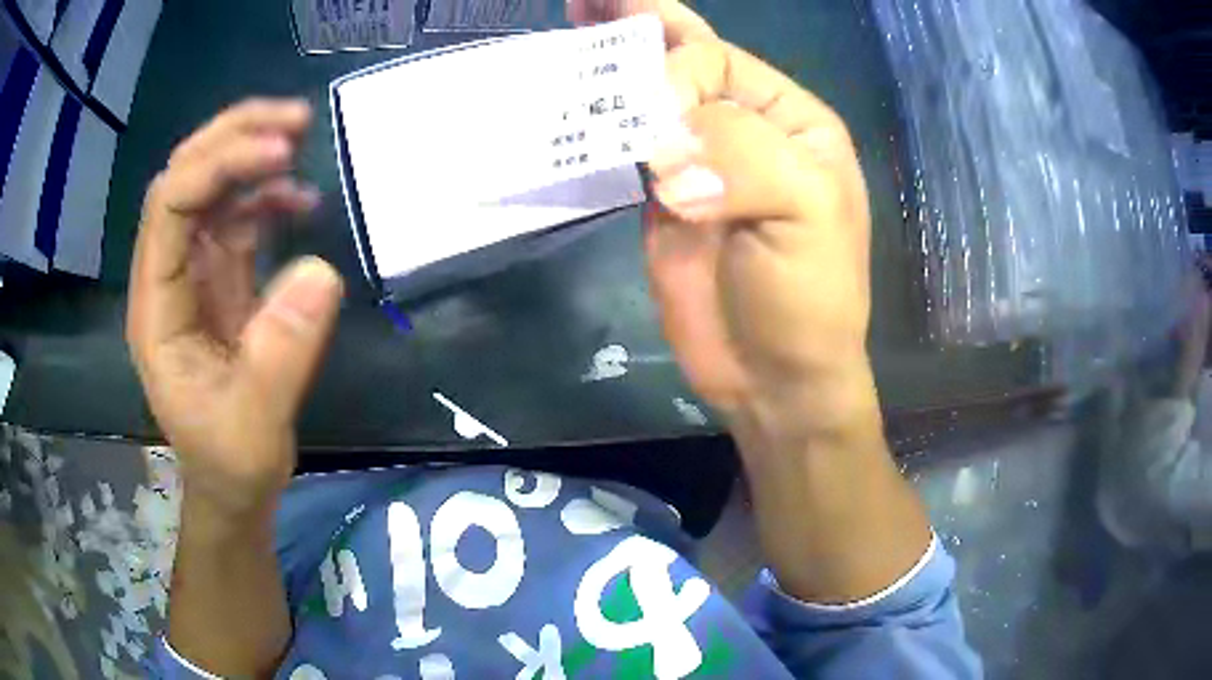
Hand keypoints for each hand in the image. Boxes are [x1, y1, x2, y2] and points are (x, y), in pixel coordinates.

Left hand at [127, 99, 343, 516]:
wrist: (233, 484)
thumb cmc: (231, 461)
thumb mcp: (255, 423)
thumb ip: (280, 354)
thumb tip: (321, 269)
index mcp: (157, 307)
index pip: (170, 206)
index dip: (219, 166)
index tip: (282, 152)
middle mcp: (168, 276)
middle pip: (184, 179)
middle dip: (232, 138)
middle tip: (294, 120)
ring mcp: (193, 274)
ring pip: (209, 188)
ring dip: (249, 155)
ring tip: (300, 141)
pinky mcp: (220, 280)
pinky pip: (236, 217)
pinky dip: (266, 196)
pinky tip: (299, 199)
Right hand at [574, 1, 875, 438]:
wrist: (773, 376)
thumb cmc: (809, 296)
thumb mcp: (804, 214)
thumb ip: (741, 156)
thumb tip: (661, 148)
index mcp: (790, 120)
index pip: (716, 61)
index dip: (675, 74)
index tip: (655, 126)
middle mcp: (745, 129)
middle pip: (685, 59)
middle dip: (638, 23)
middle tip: (586, 0)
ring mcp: (700, 162)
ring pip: (649, 98)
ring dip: (611, 64)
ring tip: (572, 25)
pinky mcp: (663, 199)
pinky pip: (626, 146)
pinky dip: (598, 122)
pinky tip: (572, 100)